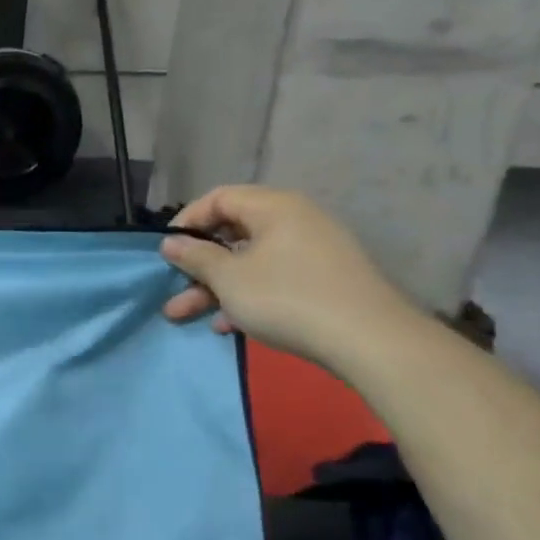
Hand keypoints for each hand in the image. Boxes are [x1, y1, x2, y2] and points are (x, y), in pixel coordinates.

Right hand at [159, 185, 421, 368]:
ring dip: (215, 287)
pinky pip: (274, 279)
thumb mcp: (229, 278)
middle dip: (198, 265)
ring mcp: (313, 252)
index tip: (167, 249)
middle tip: (171, 288)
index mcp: (273, 207)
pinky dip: (247, 296)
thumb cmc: (287, 298)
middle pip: (233, 233)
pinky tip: (227, 325)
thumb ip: (196, 257)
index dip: (187, 221)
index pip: (219, 198)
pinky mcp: (324, 281)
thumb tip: (171, 242)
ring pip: (250, 262)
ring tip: (185, 315)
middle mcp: (295, 220)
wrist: (371, 341)